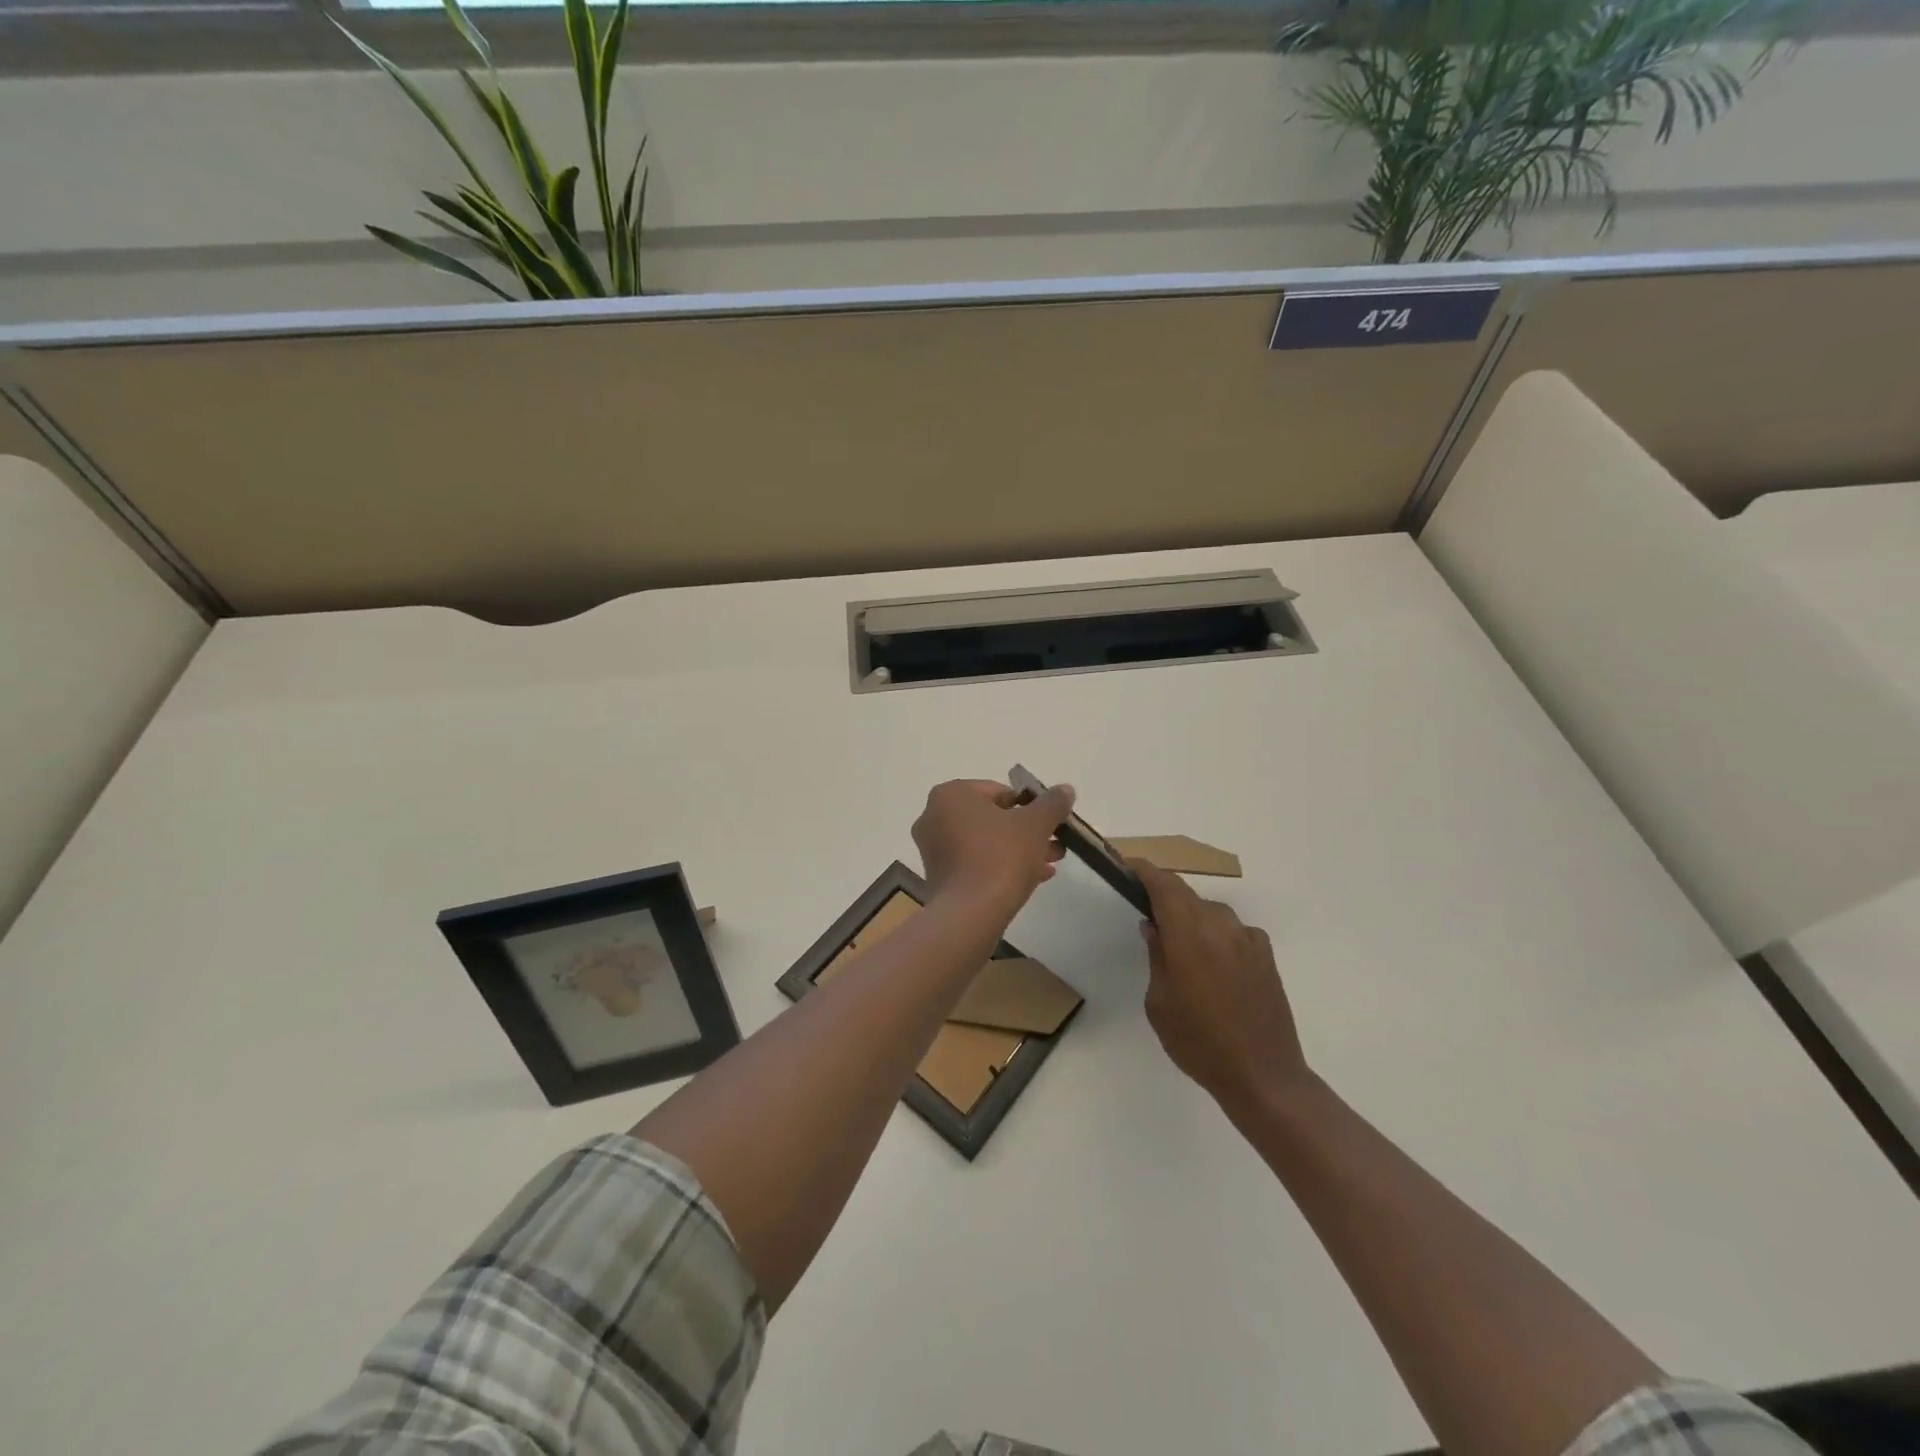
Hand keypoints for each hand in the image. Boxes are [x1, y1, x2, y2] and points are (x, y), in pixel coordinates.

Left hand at [912, 778, 1072, 909]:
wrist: (970, 914)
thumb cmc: (1000, 856)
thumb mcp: (1036, 824)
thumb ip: (1052, 803)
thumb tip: (1065, 790)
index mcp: (951, 794)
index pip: (999, 791)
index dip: (1030, 806)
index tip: (1051, 823)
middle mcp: (934, 816)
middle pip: (993, 818)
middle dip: (1027, 831)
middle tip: (1055, 844)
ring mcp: (933, 849)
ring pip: (986, 842)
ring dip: (1018, 850)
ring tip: (1050, 864)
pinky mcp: (939, 877)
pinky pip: (975, 863)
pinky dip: (1001, 866)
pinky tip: (1033, 878)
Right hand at [1135, 859, 1310, 1112]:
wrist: (1263, 1075)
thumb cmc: (1198, 1042)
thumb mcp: (1159, 1002)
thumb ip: (1157, 956)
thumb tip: (1154, 927)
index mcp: (1189, 935)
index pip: (1164, 885)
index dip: (1144, 871)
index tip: (1127, 866)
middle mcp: (1220, 926)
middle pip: (1186, 894)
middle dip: (1164, 894)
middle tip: (1145, 909)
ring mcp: (1247, 938)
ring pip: (1210, 912)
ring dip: (1191, 917)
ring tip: (1180, 944)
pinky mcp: (1265, 955)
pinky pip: (1233, 930)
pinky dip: (1217, 935)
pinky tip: (1214, 963)